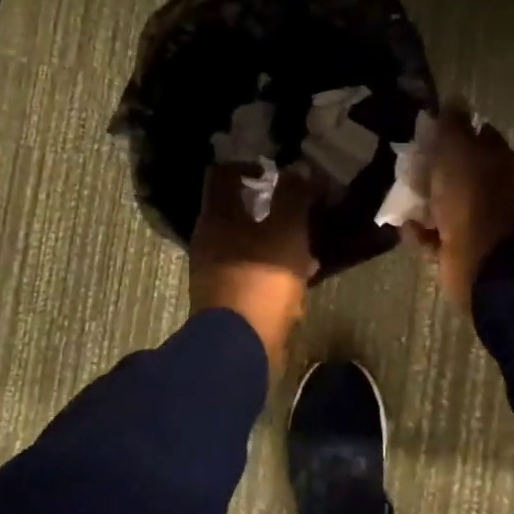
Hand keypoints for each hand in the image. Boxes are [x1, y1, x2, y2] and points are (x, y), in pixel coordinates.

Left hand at [189, 165, 316, 365]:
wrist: (239, 348)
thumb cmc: (261, 280)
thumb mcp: (286, 232)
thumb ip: (293, 197)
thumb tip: (297, 168)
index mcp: (217, 216)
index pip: (223, 174)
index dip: (248, 165)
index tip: (275, 170)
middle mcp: (208, 239)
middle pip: (235, 209)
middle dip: (267, 204)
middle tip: (297, 204)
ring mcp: (213, 270)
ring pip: (246, 241)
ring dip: (273, 236)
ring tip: (305, 241)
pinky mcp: (225, 297)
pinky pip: (250, 269)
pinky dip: (271, 266)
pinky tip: (298, 274)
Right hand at [406, 104, 513, 309]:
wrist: (483, 261)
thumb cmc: (470, 197)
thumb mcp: (458, 150)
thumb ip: (453, 125)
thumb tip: (454, 99)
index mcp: (498, 161)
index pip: (477, 135)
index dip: (453, 130)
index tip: (427, 130)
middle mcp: (491, 189)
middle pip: (457, 171)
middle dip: (431, 168)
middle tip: (407, 164)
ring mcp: (477, 221)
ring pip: (443, 203)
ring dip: (421, 201)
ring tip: (400, 196)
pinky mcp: (460, 248)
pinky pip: (434, 235)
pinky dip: (419, 231)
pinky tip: (405, 226)